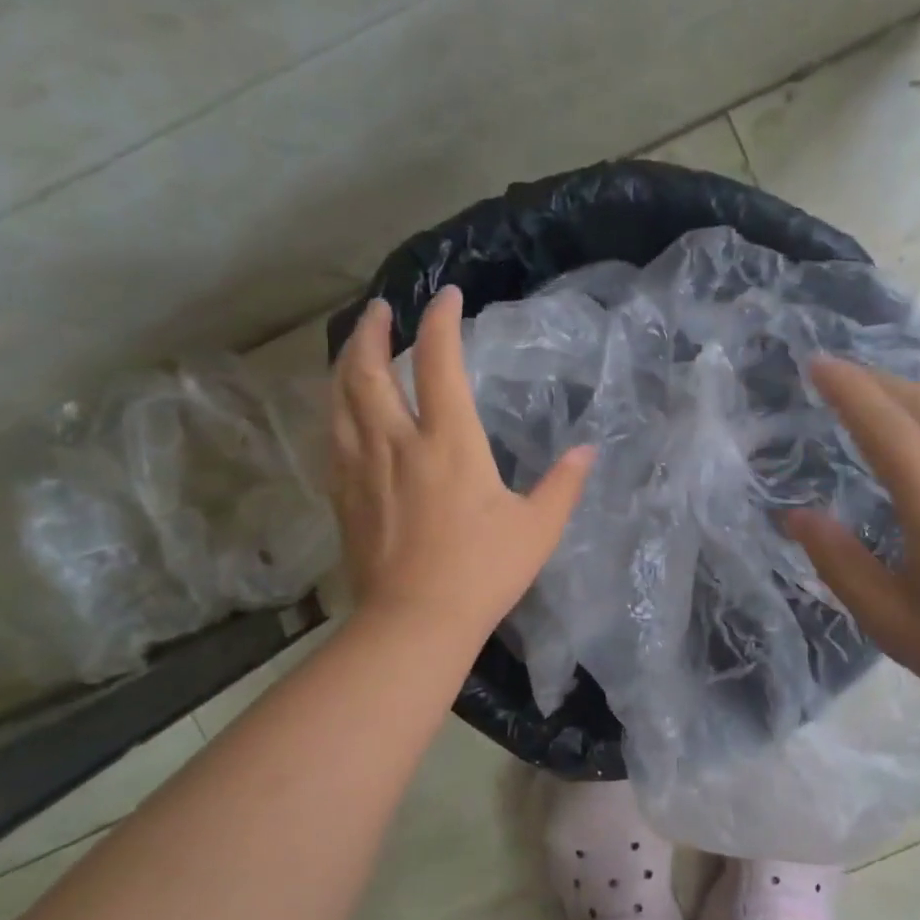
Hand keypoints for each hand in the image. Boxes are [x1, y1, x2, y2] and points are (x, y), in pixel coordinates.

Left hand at [330, 288, 594, 642]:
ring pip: (341, 398)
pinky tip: (343, 407)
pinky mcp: (343, 495)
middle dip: (374, 331)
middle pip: (370, 370)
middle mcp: (398, 443)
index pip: (440, 363)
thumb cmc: (482, 574)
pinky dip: (336, 407)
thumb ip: (563, 484)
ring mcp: (362, 468)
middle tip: (381, 310)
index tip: (448, 297)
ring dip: (347, 361)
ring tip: (356, 344)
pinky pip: (333, 435)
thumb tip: (587, 450)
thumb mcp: (537, 529)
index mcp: (449, 444)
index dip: (442, 321)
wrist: (413, 623)